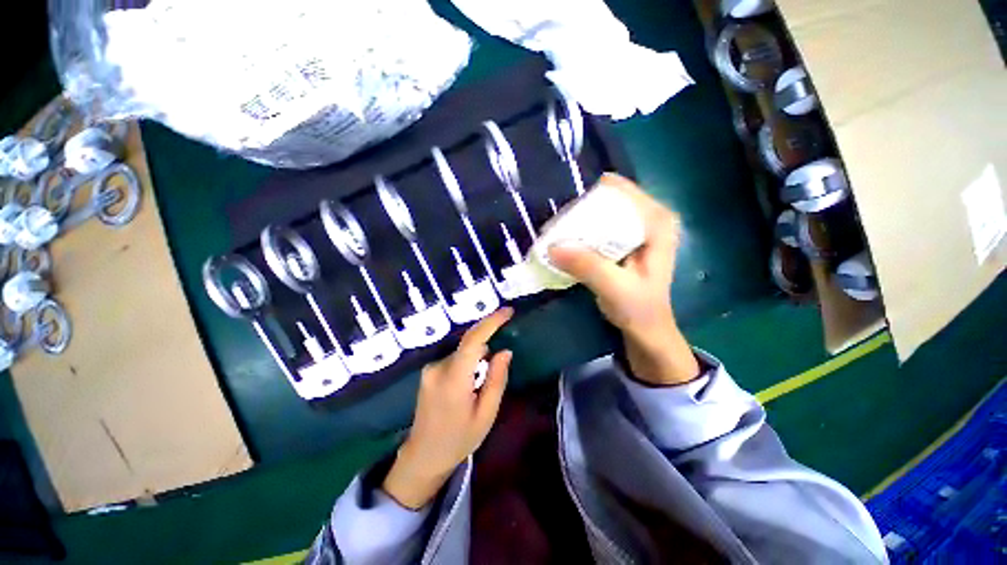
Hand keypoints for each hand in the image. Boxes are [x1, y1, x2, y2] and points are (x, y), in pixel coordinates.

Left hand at [382, 308, 513, 509]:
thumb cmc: (459, 439)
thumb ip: (497, 379)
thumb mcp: (486, 414)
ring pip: (463, 351)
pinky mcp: (429, 371)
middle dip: (488, 340)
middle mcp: (438, 367)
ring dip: (478, 357)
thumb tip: (505, 351)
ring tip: (480, 385)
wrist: (423, 455)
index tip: (508, 311)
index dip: (491, 322)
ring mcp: (430, 369)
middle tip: (500, 352)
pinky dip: (468, 362)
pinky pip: (455, 357)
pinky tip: (470, 383)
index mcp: (453, 380)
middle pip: (469, 343)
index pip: (473, 341)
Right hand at [549, 173, 699, 385]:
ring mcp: (637, 227)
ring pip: (602, 212)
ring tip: (558, 236)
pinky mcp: (625, 240)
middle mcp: (649, 217)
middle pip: (608, 199)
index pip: (620, 190)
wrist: (646, 328)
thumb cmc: (638, 308)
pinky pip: (600, 226)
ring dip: (579, 223)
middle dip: (581, 212)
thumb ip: (587, 265)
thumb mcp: (614, 287)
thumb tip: (552, 246)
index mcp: (657, 221)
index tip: (566, 218)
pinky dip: (583, 233)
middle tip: (557, 230)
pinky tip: (568, 244)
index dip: (590, 200)